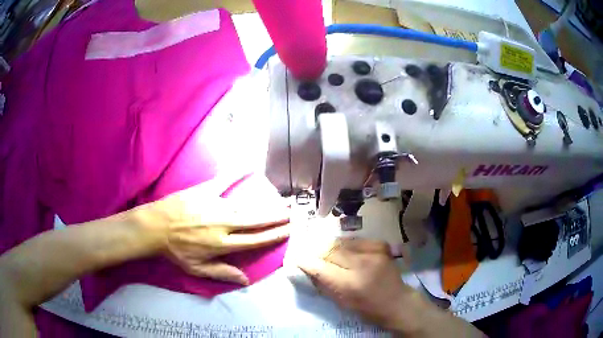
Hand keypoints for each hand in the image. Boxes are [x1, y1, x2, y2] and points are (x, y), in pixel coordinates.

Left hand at [134, 174, 289, 284]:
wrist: (154, 227)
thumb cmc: (175, 251)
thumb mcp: (196, 269)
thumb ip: (221, 273)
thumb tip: (246, 280)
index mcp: (221, 244)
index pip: (254, 241)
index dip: (273, 236)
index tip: (287, 230)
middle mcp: (222, 225)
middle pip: (254, 221)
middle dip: (275, 217)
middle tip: (291, 212)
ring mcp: (213, 206)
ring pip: (244, 205)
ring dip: (264, 203)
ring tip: (280, 201)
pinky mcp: (203, 192)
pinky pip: (222, 181)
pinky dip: (236, 174)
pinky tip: (249, 167)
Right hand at [298, 238, 417, 329]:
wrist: (396, 301)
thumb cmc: (367, 308)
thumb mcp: (341, 302)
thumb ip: (323, 283)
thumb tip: (307, 268)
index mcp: (349, 283)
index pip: (319, 267)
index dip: (305, 261)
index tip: (296, 258)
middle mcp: (361, 264)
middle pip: (329, 250)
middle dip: (317, 252)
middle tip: (311, 254)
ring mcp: (373, 251)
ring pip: (341, 242)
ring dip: (332, 248)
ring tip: (329, 253)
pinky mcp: (380, 245)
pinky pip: (355, 240)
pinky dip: (347, 246)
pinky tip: (348, 252)